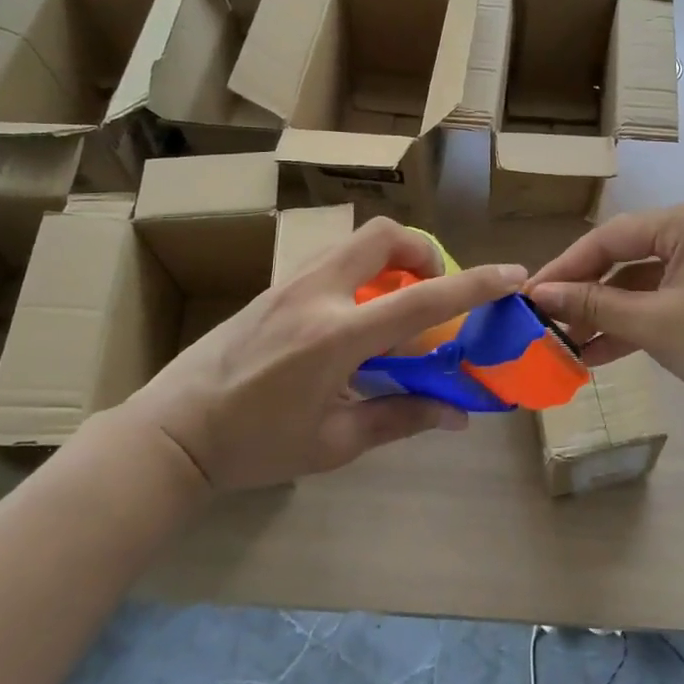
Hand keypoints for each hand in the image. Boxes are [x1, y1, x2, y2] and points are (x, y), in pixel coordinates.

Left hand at [117, 219, 526, 490]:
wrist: (172, 432)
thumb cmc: (254, 446)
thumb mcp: (334, 443)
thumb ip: (400, 418)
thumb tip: (457, 414)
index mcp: (336, 336)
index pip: (421, 299)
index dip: (474, 284)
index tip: (511, 274)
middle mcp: (316, 294)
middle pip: (384, 236)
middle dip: (423, 251)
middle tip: (433, 289)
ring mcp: (290, 284)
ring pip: (356, 243)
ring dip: (392, 260)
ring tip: (398, 305)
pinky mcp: (274, 287)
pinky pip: (333, 260)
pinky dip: (363, 273)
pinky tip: (358, 318)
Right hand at [528, 201, 683, 428]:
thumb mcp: (655, 323)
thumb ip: (595, 306)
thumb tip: (542, 295)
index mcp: (682, 223)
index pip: (608, 238)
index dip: (565, 267)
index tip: (529, 295)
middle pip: (620, 259)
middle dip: (582, 294)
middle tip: (543, 321)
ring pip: (636, 285)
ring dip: (602, 315)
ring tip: (563, 344)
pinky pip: (655, 304)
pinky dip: (628, 327)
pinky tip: (595, 354)